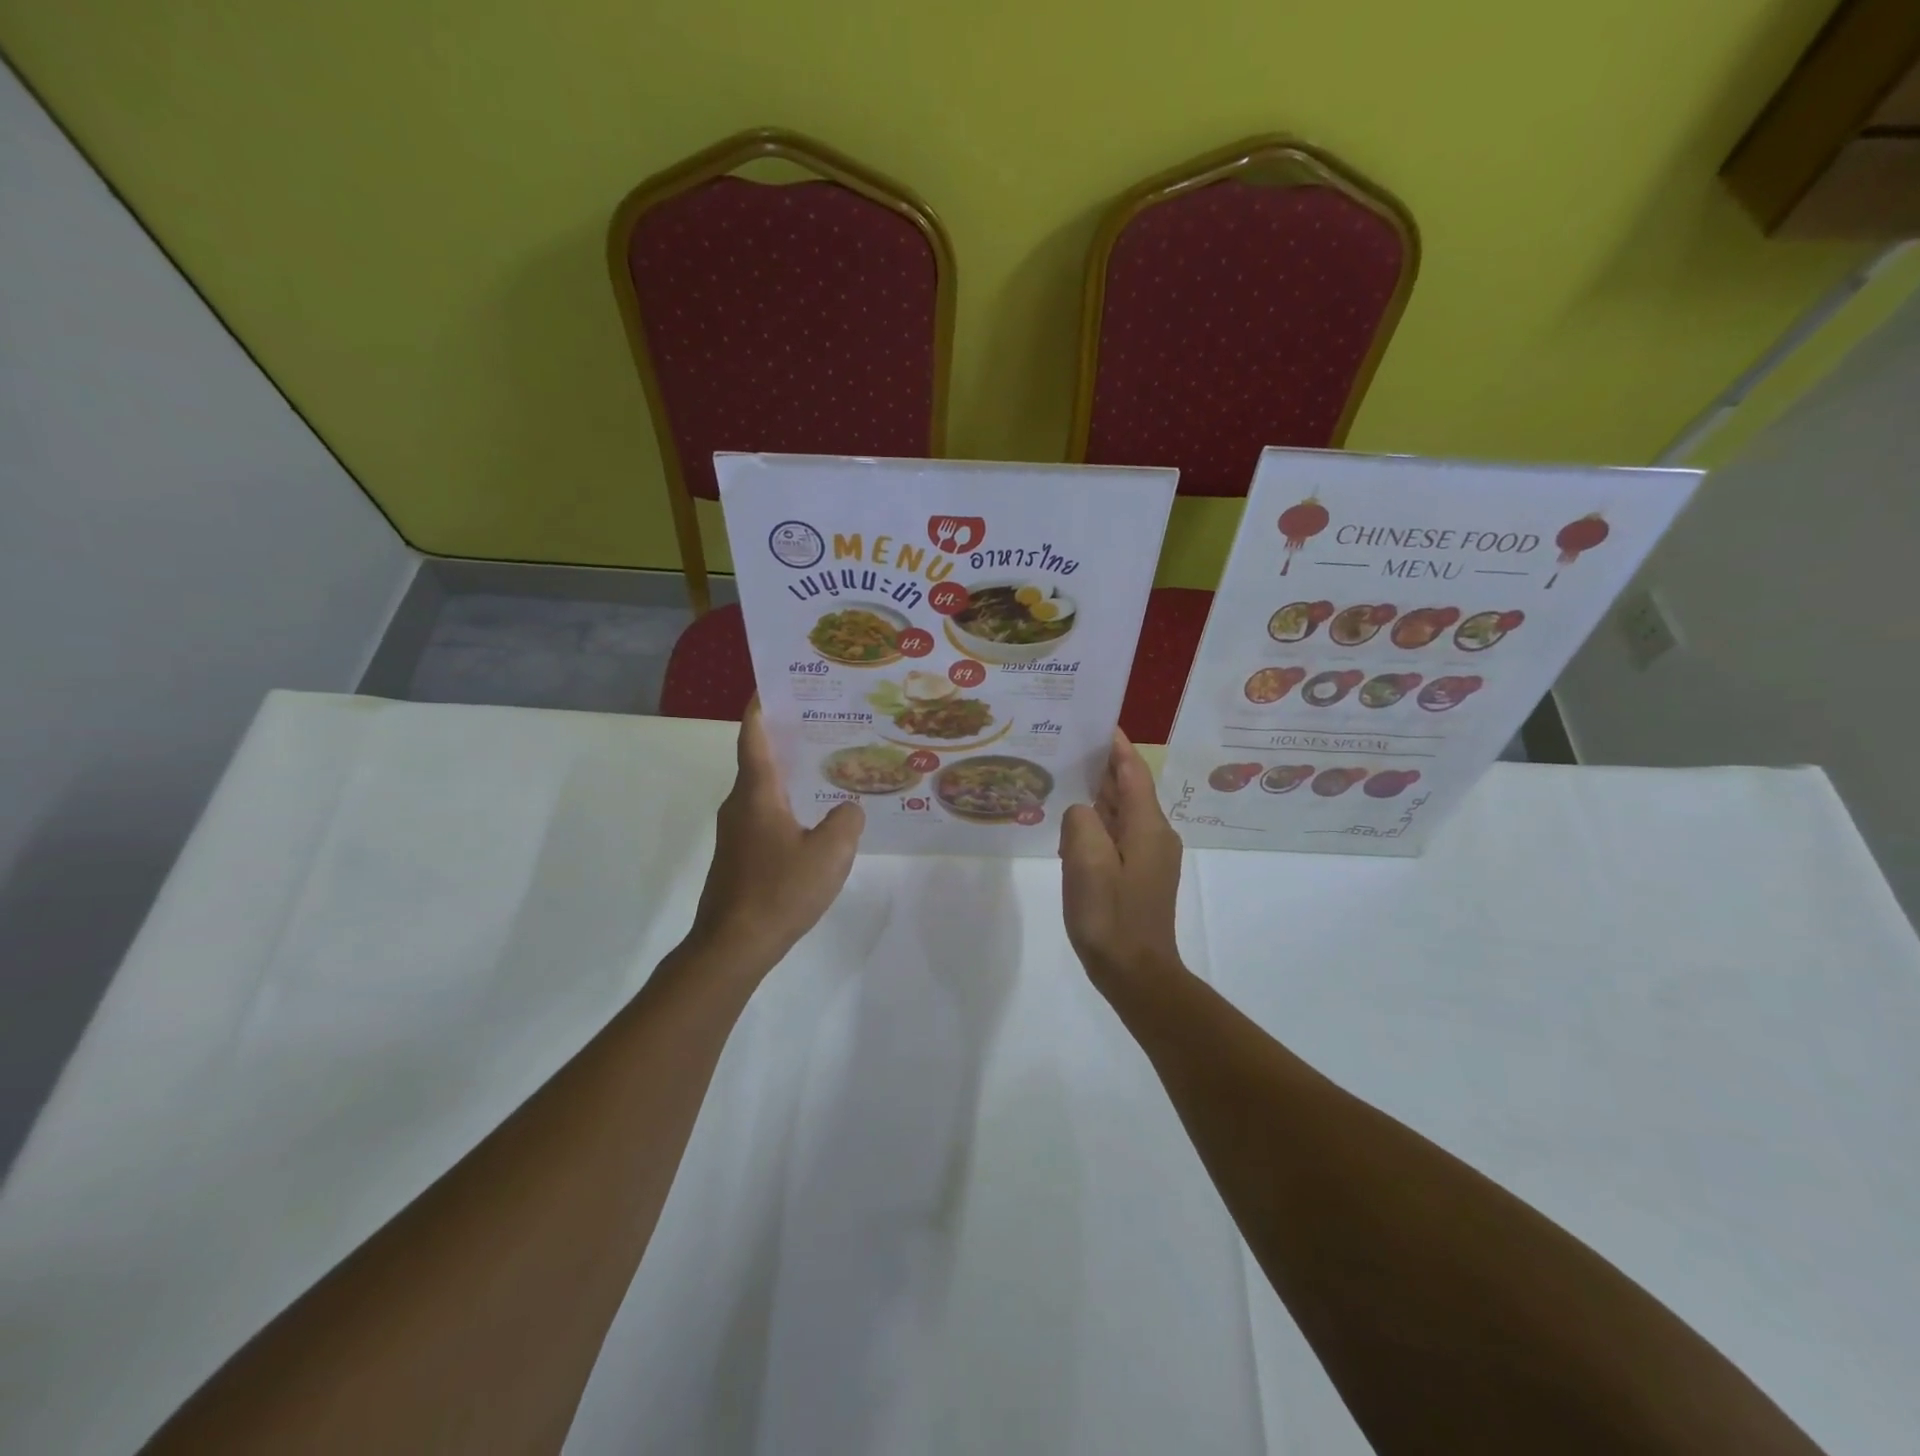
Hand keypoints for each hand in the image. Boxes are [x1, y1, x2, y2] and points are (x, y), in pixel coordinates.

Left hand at [687, 701, 864, 975]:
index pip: (753, 736)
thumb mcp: (830, 853)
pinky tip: (814, 818)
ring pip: (763, 790)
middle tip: (823, 722)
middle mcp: (740, 805)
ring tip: (826, 766)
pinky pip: (765, 815)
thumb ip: (847, 821)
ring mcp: (736, 832)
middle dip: (786, 737)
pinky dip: (787, 803)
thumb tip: (847, 809)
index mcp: (757, 793)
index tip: (775, 684)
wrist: (732, 946)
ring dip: (789, 773)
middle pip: (759, 759)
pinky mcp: (739, 856)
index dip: (761, 707)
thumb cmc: (779, 890)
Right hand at [1059, 731, 1185, 992]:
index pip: (1132, 771)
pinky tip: (1072, 827)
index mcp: (1147, 826)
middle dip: (1101, 766)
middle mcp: (1155, 835)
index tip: (1096, 721)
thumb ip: (1081, 821)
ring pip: (1122, 813)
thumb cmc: (1110, 916)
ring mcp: (1149, 857)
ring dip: (1097, 796)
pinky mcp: (1139, 876)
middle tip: (1066, 747)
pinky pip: (1117, 836)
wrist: (1136, 973)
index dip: (1116, 746)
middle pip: (1128, 789)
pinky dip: (1097, 823)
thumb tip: (1080, 812)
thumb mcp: (1086, 862)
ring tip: (1063, 779)